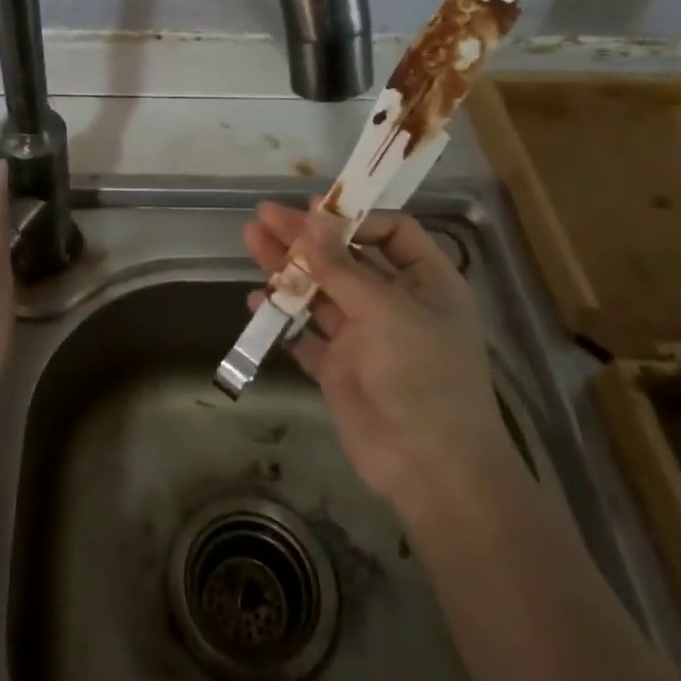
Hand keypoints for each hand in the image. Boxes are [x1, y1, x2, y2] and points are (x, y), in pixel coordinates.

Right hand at [242, 202, 513, 510]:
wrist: (430, 469)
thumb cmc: (423, 375)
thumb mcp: (385, 310)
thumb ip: (342, 266)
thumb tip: (312, 218)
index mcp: (426, 281)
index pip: (390, 232)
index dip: (352, 218)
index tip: (314, 211)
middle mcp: (395, 302)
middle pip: (345, 257)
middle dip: (304, 237)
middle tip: (262, 216)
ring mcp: (364, 335)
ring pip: (319, 291)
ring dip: (286, 269)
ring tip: (250, 241)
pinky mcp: (339, 367)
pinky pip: (304, 333)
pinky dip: (281, 316)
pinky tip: (255, 300)